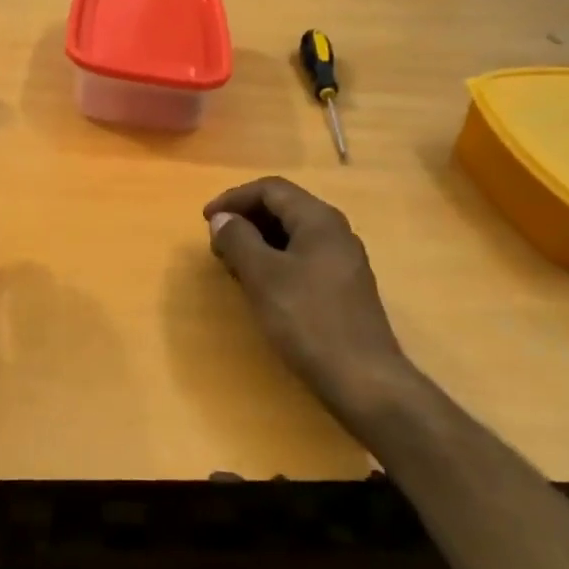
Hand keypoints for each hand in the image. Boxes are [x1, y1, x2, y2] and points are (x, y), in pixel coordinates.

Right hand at [204, 177, 413, 425]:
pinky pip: (301, 258)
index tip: (205, 220)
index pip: (271, 189)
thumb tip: (222, 219)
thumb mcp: (263, 276)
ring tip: (231, 265)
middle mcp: (335, 232)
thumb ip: (238, 240)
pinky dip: (274, 261)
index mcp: (319, 220)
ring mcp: (342, 261)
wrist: (362, 378)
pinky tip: (259, 286)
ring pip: (292, 235)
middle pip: (283, 208)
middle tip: (216, 244)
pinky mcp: (342, 288)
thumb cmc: (308, 320)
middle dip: (245, 219)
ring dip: (258, 242)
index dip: (234, 198)